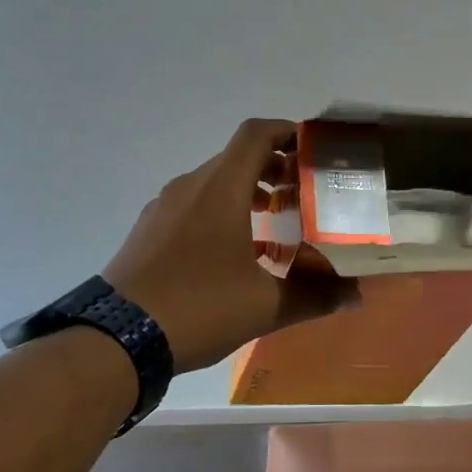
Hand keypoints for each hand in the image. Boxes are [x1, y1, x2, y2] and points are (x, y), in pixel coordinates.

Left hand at [105, 119, 358, 372]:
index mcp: (220, 188)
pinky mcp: (148, 230)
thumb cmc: (198, 307)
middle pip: (236, 157)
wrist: (115, 340)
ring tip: (272, 219)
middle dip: (273, 167)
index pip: (255, 134)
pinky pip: (192, 204)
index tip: (312, 148)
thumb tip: (356, 295)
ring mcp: (163, 207)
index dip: (287, 131)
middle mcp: (190, 186)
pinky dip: (219, 210)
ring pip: (213, 182)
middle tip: (302, 192)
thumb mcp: (264, 305)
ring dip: (245, 190)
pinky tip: (232, 251)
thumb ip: (314, 295)